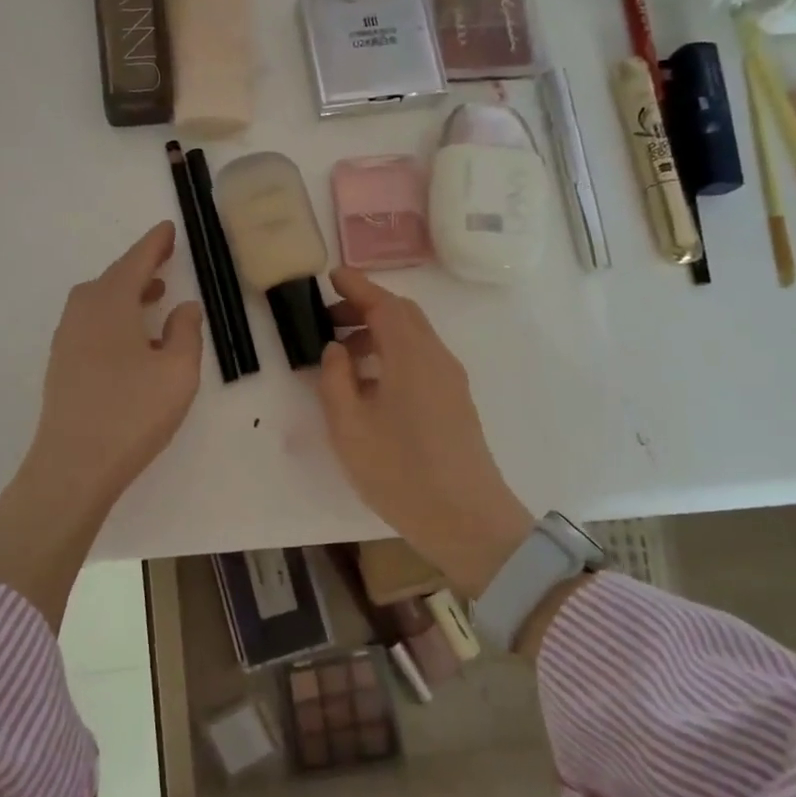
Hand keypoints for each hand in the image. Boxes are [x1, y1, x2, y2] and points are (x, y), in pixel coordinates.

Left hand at [29, 221, 204, 506]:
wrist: (73, 465)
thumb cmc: (132, 413)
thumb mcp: (177, 371)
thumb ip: (185, 332)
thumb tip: (184, 307)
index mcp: (110, 304)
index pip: (135, 262)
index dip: (154, 244)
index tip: (168, 229)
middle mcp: (82, 313)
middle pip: (112, 279)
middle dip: (139, 268)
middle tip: (164, 261)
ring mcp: (66, 340)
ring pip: (99, 302)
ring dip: (126, 294)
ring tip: (154, 298)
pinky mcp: (62, 365)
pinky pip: (90, 324)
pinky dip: (113, 317)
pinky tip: (132, 340)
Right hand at [317, 268, 534, 599]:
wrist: (467, 520)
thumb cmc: (400, 472)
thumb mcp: (349, 427)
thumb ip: (336, 380)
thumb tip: (336, 349)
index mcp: (411, 356)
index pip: (384, 304)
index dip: (357, 286)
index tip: (331, 276)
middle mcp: (436, 358)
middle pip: (402, 315)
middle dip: (365, 307)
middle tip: (329, 317)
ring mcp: (450, 380)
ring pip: (413, 338)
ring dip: (378, 333)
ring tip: (342, 353)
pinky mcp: (455, 401)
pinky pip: (420, 359)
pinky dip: (392, 354)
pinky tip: (370, 382)